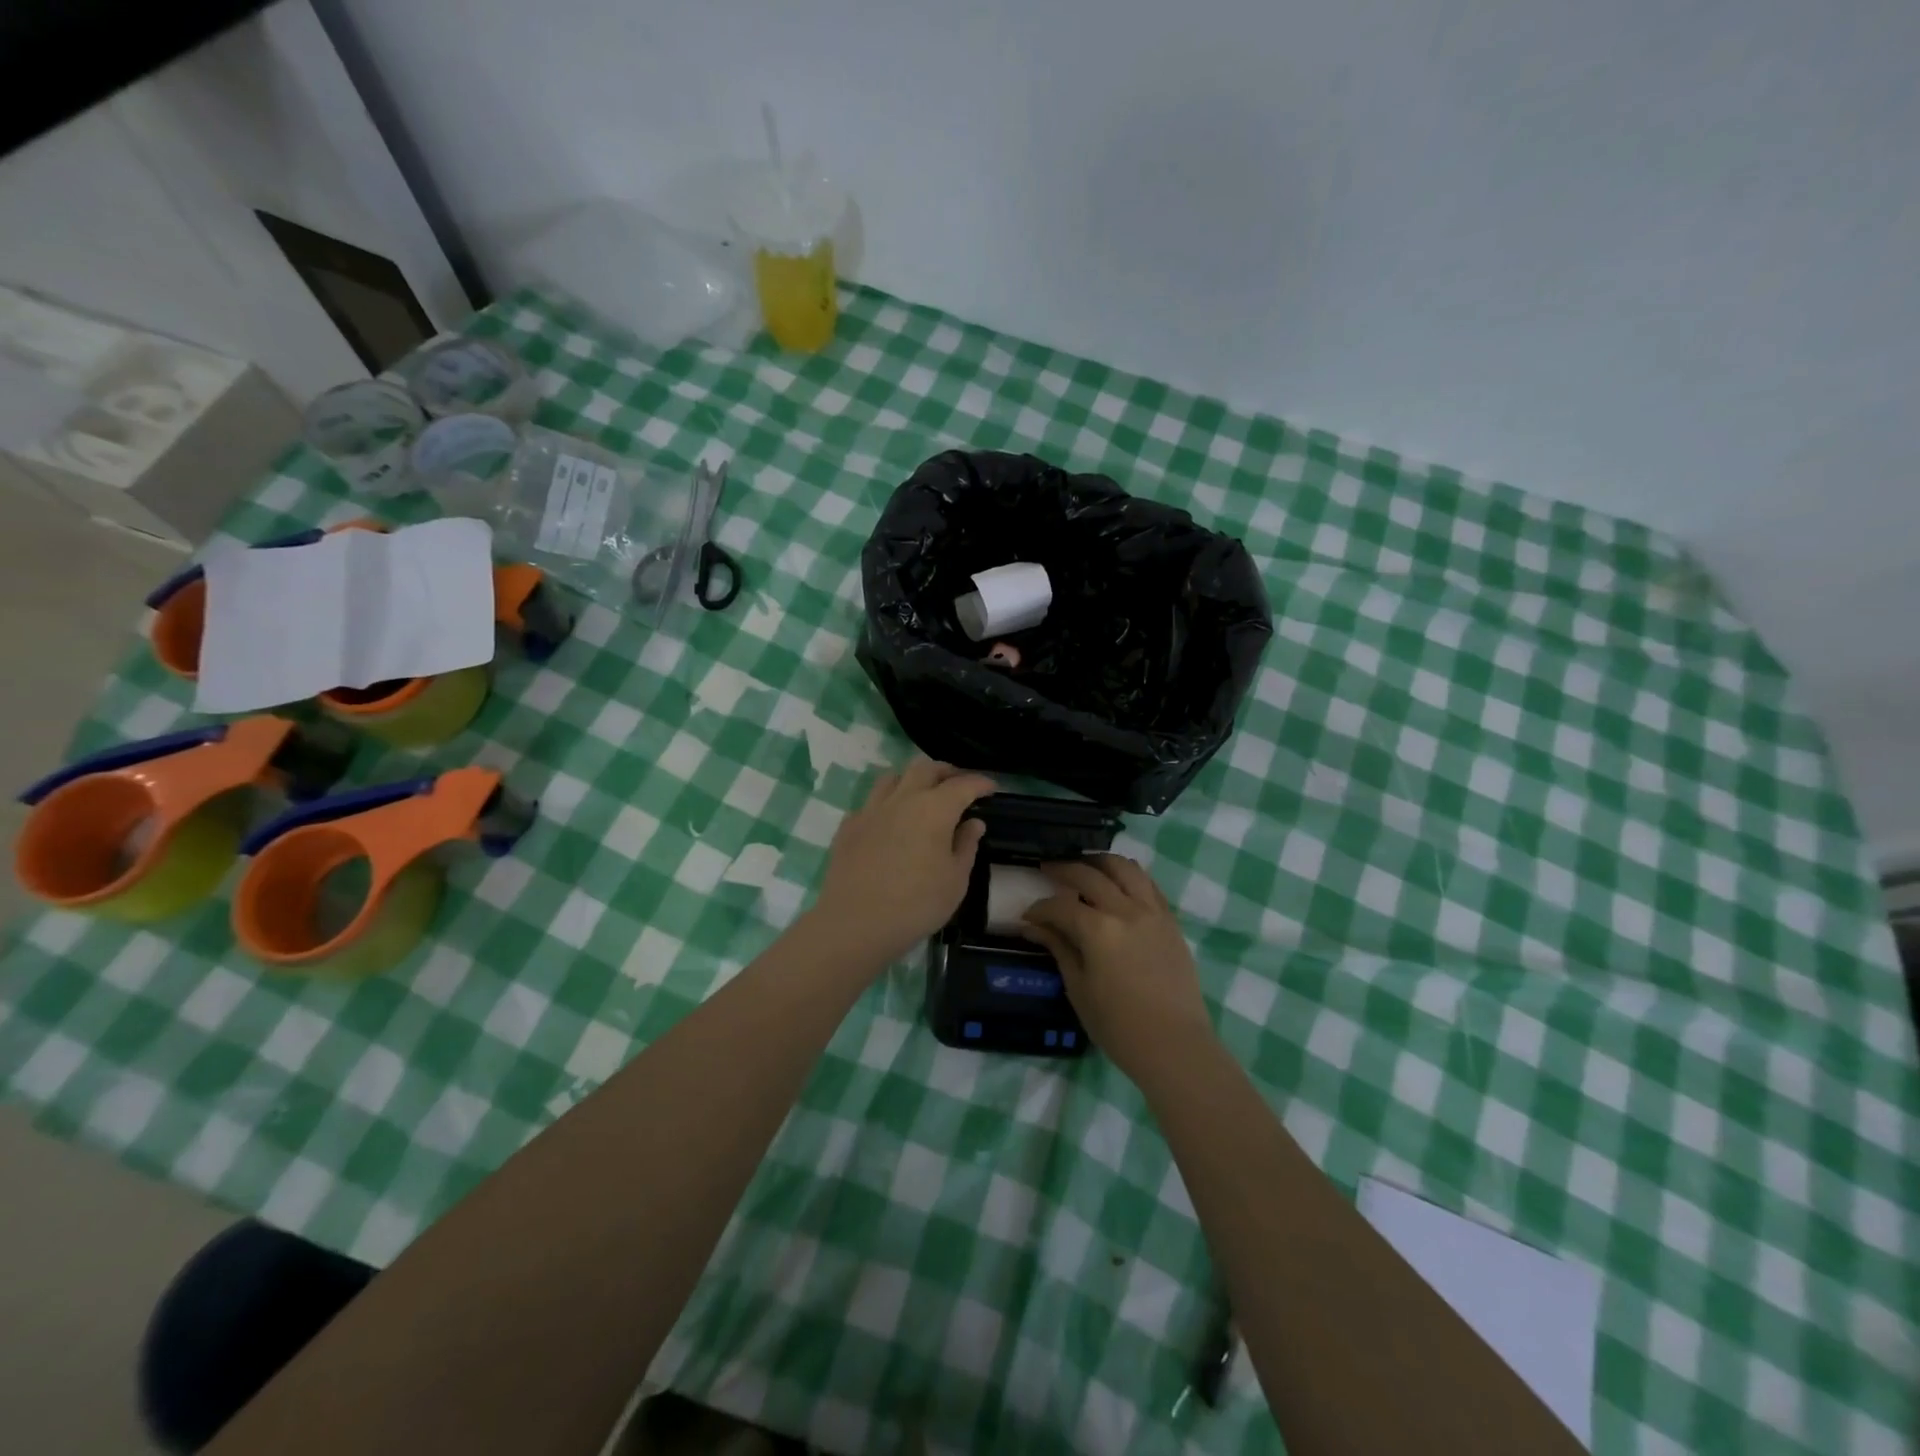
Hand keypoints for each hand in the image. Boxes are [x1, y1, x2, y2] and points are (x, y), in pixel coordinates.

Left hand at [808, 758, 995, 967]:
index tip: (991, 788)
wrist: (855, 923)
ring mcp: (871, 809)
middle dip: (946, 771)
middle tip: (957, 783)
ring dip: (912, 779)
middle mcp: (903, 799)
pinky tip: (889, 820)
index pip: (963, 785)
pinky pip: (871, 802)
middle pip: (925, 768)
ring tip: (921, 793)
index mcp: (934, 809)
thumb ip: (966, 845)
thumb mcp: (955, 880)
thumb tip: (973, 822)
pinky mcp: (849, 825)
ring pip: (893, 777)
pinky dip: (886, 803)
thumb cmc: (916, 904)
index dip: (979, 783)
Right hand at [1021, 855, 1212, 1081]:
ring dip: (1099, 861)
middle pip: (1088, 874)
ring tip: (1085, 866)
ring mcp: (1152, 911)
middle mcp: (1125, 910)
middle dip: (1063, 869)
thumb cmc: (1119, 1026)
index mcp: (1098, 929)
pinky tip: (1117, 884)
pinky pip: (1148, 884)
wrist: (1175, 1046)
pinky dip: (1128, 876)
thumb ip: (1058, 949)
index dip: (1039, 908)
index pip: (1060, 906)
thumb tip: (1033, 926)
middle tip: (1047, 870)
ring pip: (1124, 868)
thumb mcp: (1079, 988)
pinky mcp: (1170, 920)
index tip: (1028, 916)